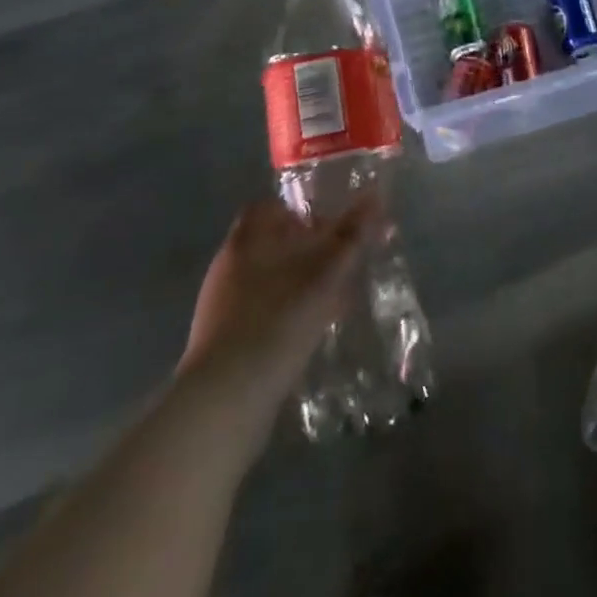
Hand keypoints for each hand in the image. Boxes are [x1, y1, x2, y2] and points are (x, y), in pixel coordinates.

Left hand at [177, 199, 370, 433]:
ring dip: (296, 285)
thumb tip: (376, 195)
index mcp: (247, 239)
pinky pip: (259, 314)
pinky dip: (284, 315)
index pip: (271, 207)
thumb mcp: (325, 275)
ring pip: (266, 280)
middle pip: (270, 244)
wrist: (225, 401)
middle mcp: (228, 265)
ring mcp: (220, 306)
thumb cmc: (278, 321)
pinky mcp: (221, 343)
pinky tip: (306, 334)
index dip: (301, 211)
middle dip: (304, 251)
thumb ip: (351, 236)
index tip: (330, 226)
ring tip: (331, 301)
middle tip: (339, 264)